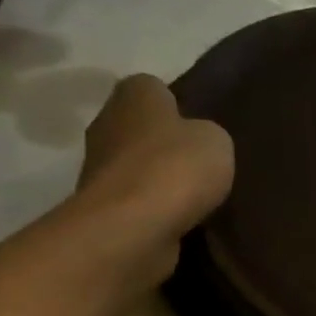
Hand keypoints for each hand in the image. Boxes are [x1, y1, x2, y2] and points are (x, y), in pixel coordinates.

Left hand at [72, 74, 234, 288]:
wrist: (132, 227)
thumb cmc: (175, 169)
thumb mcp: (217, 141)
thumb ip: (208, 134)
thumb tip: (198, 142)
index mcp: (134, 93)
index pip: (155, 88)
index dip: (179, 106)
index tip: (201, 129)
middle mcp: (107, 122)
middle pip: (142, 129)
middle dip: (167, 145)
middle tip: (201, 166)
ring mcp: (98, 167)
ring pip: (136, 167)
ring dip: (158, 181)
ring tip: (194, 200)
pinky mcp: (101, 206)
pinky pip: (134, 201)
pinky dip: (152, 210)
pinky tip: (178, 221)